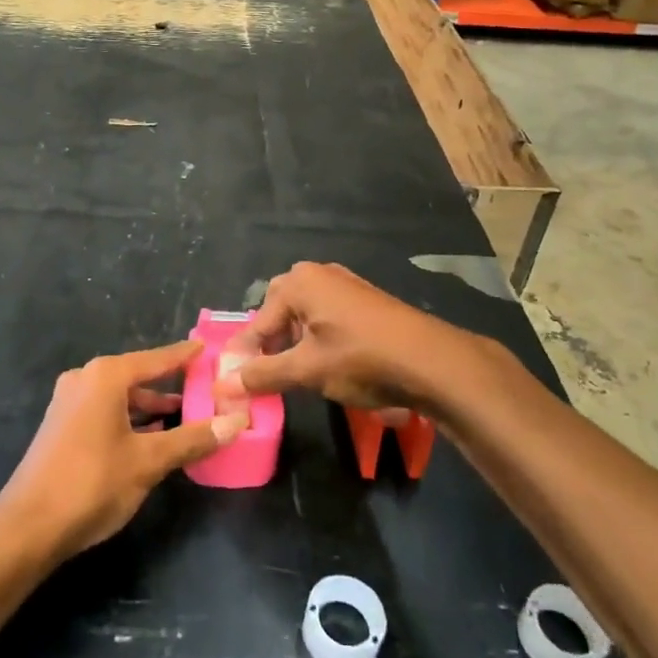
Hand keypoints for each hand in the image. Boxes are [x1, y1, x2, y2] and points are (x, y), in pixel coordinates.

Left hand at [0, 341, 248, 559]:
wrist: (28, 526)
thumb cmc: (92, 483)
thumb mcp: (149, 461)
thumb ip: (192, 439)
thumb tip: (236, 422)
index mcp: (106, 376)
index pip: (156, 359)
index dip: (184, 356)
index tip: (208, 348)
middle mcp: (85, 379)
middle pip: (137, 375)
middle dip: (170, 384)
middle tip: (204, 388)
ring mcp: (69, 402)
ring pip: (120, 396)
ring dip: (150, 406)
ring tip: (184, 415)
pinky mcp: (61, 426)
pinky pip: (105, 411)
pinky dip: (130, 418)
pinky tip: (150, 436)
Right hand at [224, 262, 468, 415]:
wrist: (432, 361)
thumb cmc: (361, 359)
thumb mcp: (307, 370)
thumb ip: (263, 374)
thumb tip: (226, 384)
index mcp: (299, 282)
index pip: (259, 322)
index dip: (245, 354)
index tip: (232, 381)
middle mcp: (319, 274)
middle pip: (279, 310)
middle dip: (270, 342)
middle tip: (265, 373)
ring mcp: (345, 284)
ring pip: (304, 313)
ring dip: (293, 341)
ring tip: (294, 372)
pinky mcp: (365, 300)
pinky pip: (327, 315)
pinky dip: (317, 337)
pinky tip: (326, 362)